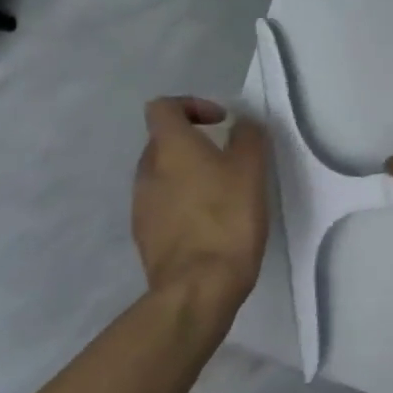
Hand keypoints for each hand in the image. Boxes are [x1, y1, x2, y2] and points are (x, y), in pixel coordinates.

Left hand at [132, 98, 268, 309]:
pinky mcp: (145, 236)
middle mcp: (148, 171)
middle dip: (193, 142)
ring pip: (163, 174)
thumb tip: (241, 124)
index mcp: (170, 148)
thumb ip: (248, 136)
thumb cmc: (227, 217)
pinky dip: (183, 203)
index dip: (191, 105)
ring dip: (188, 174)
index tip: (220, 122)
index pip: (162, 107)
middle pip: (163, 141)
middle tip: (227, 157)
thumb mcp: (251, 168)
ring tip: (222, 192)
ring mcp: (141, 206)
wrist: (198, 287)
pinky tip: (210, 221)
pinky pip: (162, 205)